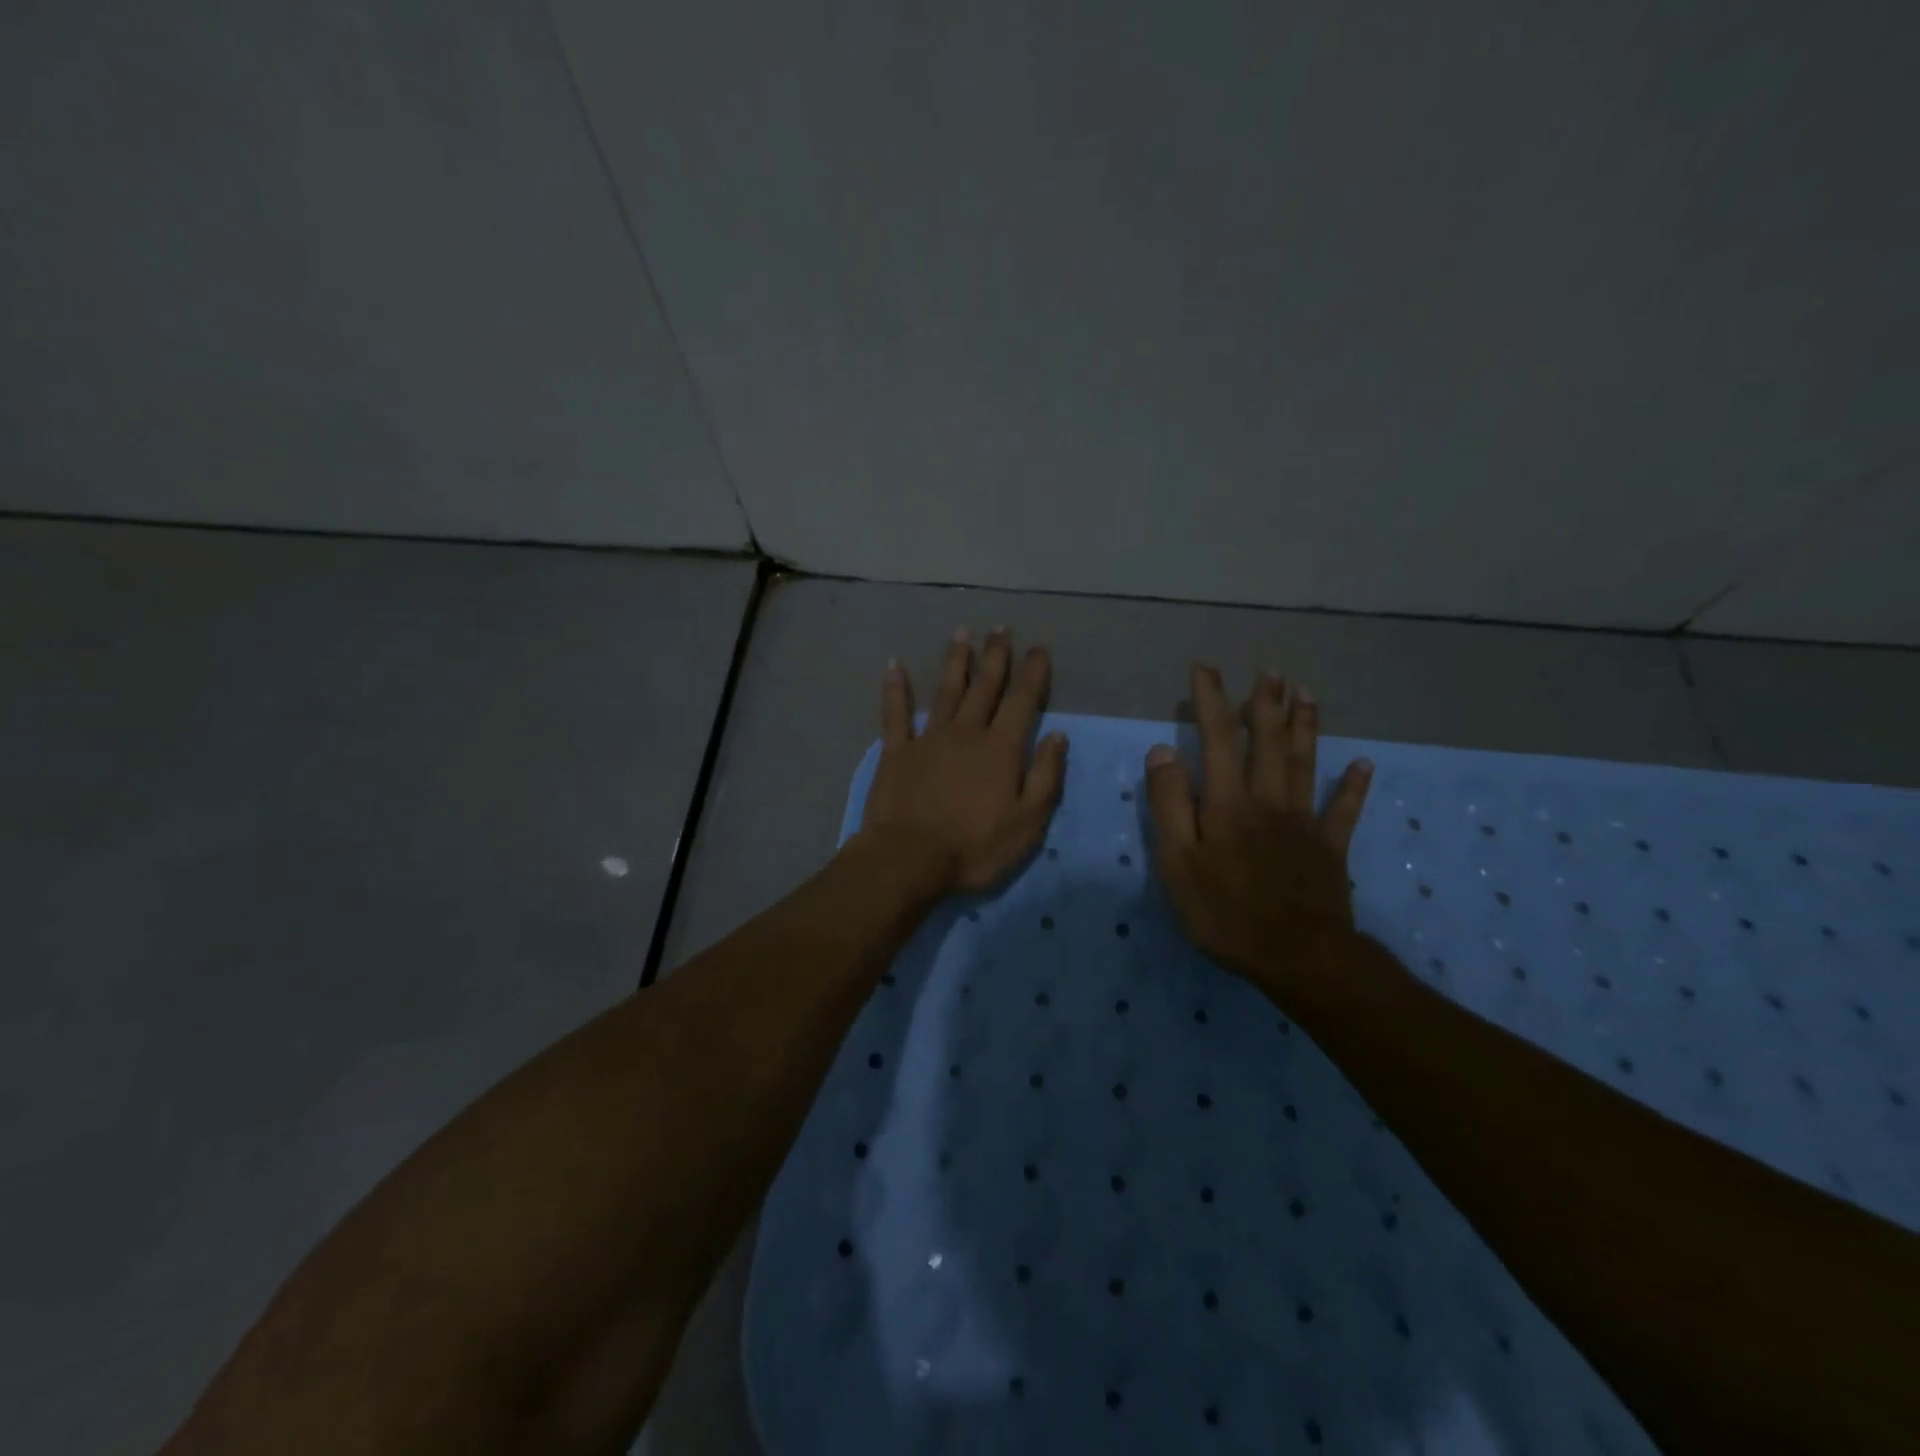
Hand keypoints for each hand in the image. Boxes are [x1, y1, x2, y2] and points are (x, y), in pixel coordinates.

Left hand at [857, 628, 1067, 894]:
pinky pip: (895, 713)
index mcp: (1000, 749)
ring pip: (945, 691)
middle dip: (995, 656)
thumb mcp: (1028, 822)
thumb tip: (1057, 736)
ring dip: (955, 661)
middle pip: (984, 687)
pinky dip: (895, 689)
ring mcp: (928, 738)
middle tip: (1001, 629)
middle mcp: (966, 732)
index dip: (1033, 673)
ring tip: (962, 632)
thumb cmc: (975, 847)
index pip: (1022, 701)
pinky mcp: (896, 752)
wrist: (909, 858)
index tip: (1039, 648)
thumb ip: (1045, 776)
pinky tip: (893, 664)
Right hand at [1144, 665, 1372, 984]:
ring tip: (1306, 692)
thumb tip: (1163, 751)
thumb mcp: (1178, 864)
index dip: (1211, 700)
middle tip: (1270, 668)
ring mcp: (1304, 822)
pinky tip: (1364, 765)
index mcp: (1228, 802)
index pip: (1217, 738)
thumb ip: (1169, 805)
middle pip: (1269, 741)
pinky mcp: (1330, 848)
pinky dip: (1354, 786)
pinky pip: (1344, 810)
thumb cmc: (1226, 913)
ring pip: (1306, 762)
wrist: (1299, 957)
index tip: (1204, 668)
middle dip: (1266, 702)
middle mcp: (1268, 800)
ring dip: (1305, 725)